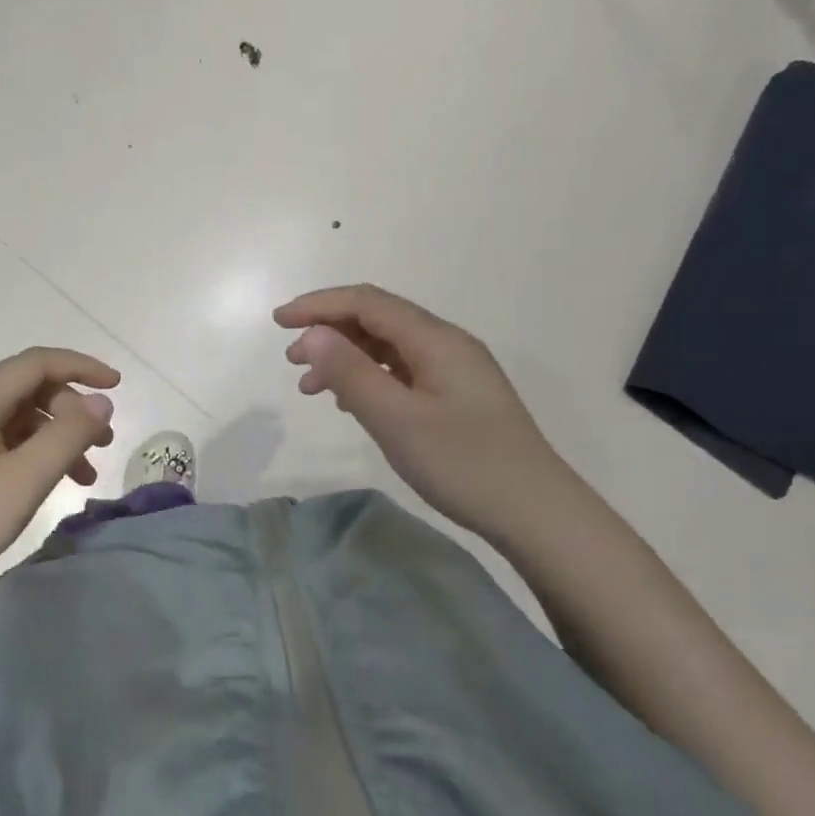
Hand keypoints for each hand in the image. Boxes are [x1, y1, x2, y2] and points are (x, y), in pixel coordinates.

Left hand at [0, 347, 118, 589]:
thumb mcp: (24, 479)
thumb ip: (68, 434)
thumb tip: (101, 402)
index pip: (36, 363)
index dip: (81, 367)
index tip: (117, 386)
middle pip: (28, 389)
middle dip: (72, 409)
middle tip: (103, 443)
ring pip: (18, 419)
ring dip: (57, 436)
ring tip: (87, 472)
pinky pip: (3, 443)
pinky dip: (35, 455)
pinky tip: (52, 483)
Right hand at [274, 284, 560, 544]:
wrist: (536, 513)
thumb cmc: (464, 463)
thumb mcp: (397, 419)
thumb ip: (351, 372)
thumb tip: (311, 334)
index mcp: (435, 339)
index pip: (367, 302)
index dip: (319, 305)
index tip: (278, 322)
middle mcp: (446, 344)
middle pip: (378, 319)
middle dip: (329, 330)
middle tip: (290, 360)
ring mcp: (455, 371)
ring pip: (389, 348)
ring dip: (347, 358)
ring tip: (312, 388)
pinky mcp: (457, 398)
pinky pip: (403, 372)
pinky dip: (370, 378)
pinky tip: (353, 404)